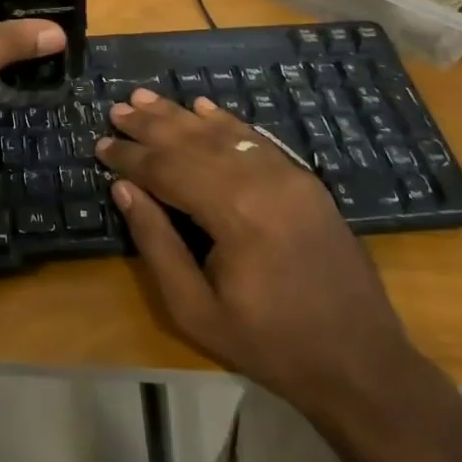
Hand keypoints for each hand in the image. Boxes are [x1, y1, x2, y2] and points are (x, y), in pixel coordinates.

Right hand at [97, 90, 417, 420]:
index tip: (100, 145)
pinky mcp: (305, 180)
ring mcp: (288, 176)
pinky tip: (202, 107)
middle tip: (117, 109)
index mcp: (234, 214)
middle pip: (193, 142)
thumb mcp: (196, 310)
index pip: (168, 170)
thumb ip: (156, 243)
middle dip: (150, 125)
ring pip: (223, 134)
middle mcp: (262, 181)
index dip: (131, 157)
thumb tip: (124, 188)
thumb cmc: (270, 345)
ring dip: (181, 115)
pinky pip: (256, 139)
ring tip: (145, 98)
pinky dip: (225, 121)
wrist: (361, 363)